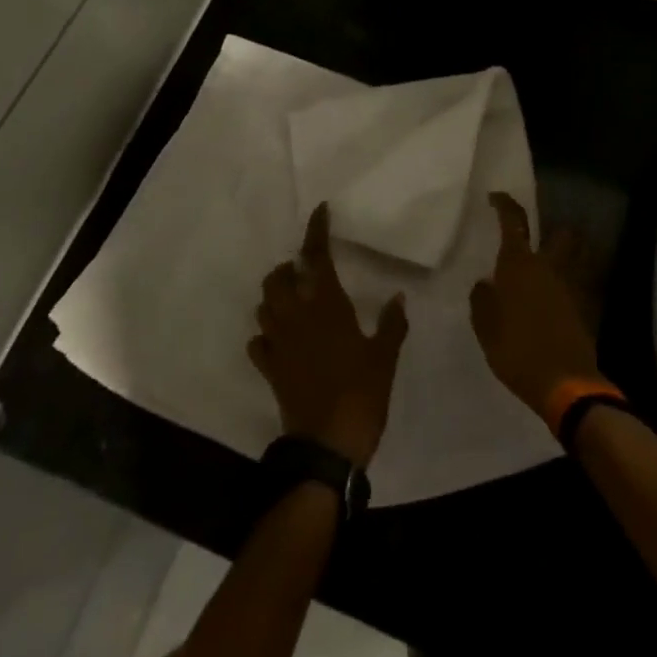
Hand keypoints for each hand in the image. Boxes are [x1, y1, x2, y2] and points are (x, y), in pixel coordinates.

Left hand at [249, 205, 407, 467]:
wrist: (328, 445)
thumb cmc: (361, 394)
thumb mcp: (385, 357)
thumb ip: (391, 324)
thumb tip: (398, 296)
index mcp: (327, 306)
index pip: (317, 258)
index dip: (316, 232)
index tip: (320, 211)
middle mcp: (297, 317)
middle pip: (278, 279)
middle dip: (287, 268)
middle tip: (303, 270)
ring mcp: (279, 343)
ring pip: (264, 306)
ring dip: (274, 297)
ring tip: (291, 299)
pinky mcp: (270, 368)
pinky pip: (258, 342)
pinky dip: (264, 334)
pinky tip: (277, 338)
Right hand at [469, 192, 601, 415]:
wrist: (565, 384)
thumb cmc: (516, 350)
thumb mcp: (485, 327)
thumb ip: (482, 299)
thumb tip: (485, 283)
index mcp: (519, 264)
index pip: (513, 220)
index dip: (504, 204)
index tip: (495, 197)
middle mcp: (548, 266)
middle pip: (559, 233)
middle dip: (551, 229)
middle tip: (534, 238)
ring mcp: (571, 286)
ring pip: (573, 257)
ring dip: (564, 255)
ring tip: (546, 269)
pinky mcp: (585, 308)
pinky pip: (577, 284)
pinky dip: (568, 285)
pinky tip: (554, 300)